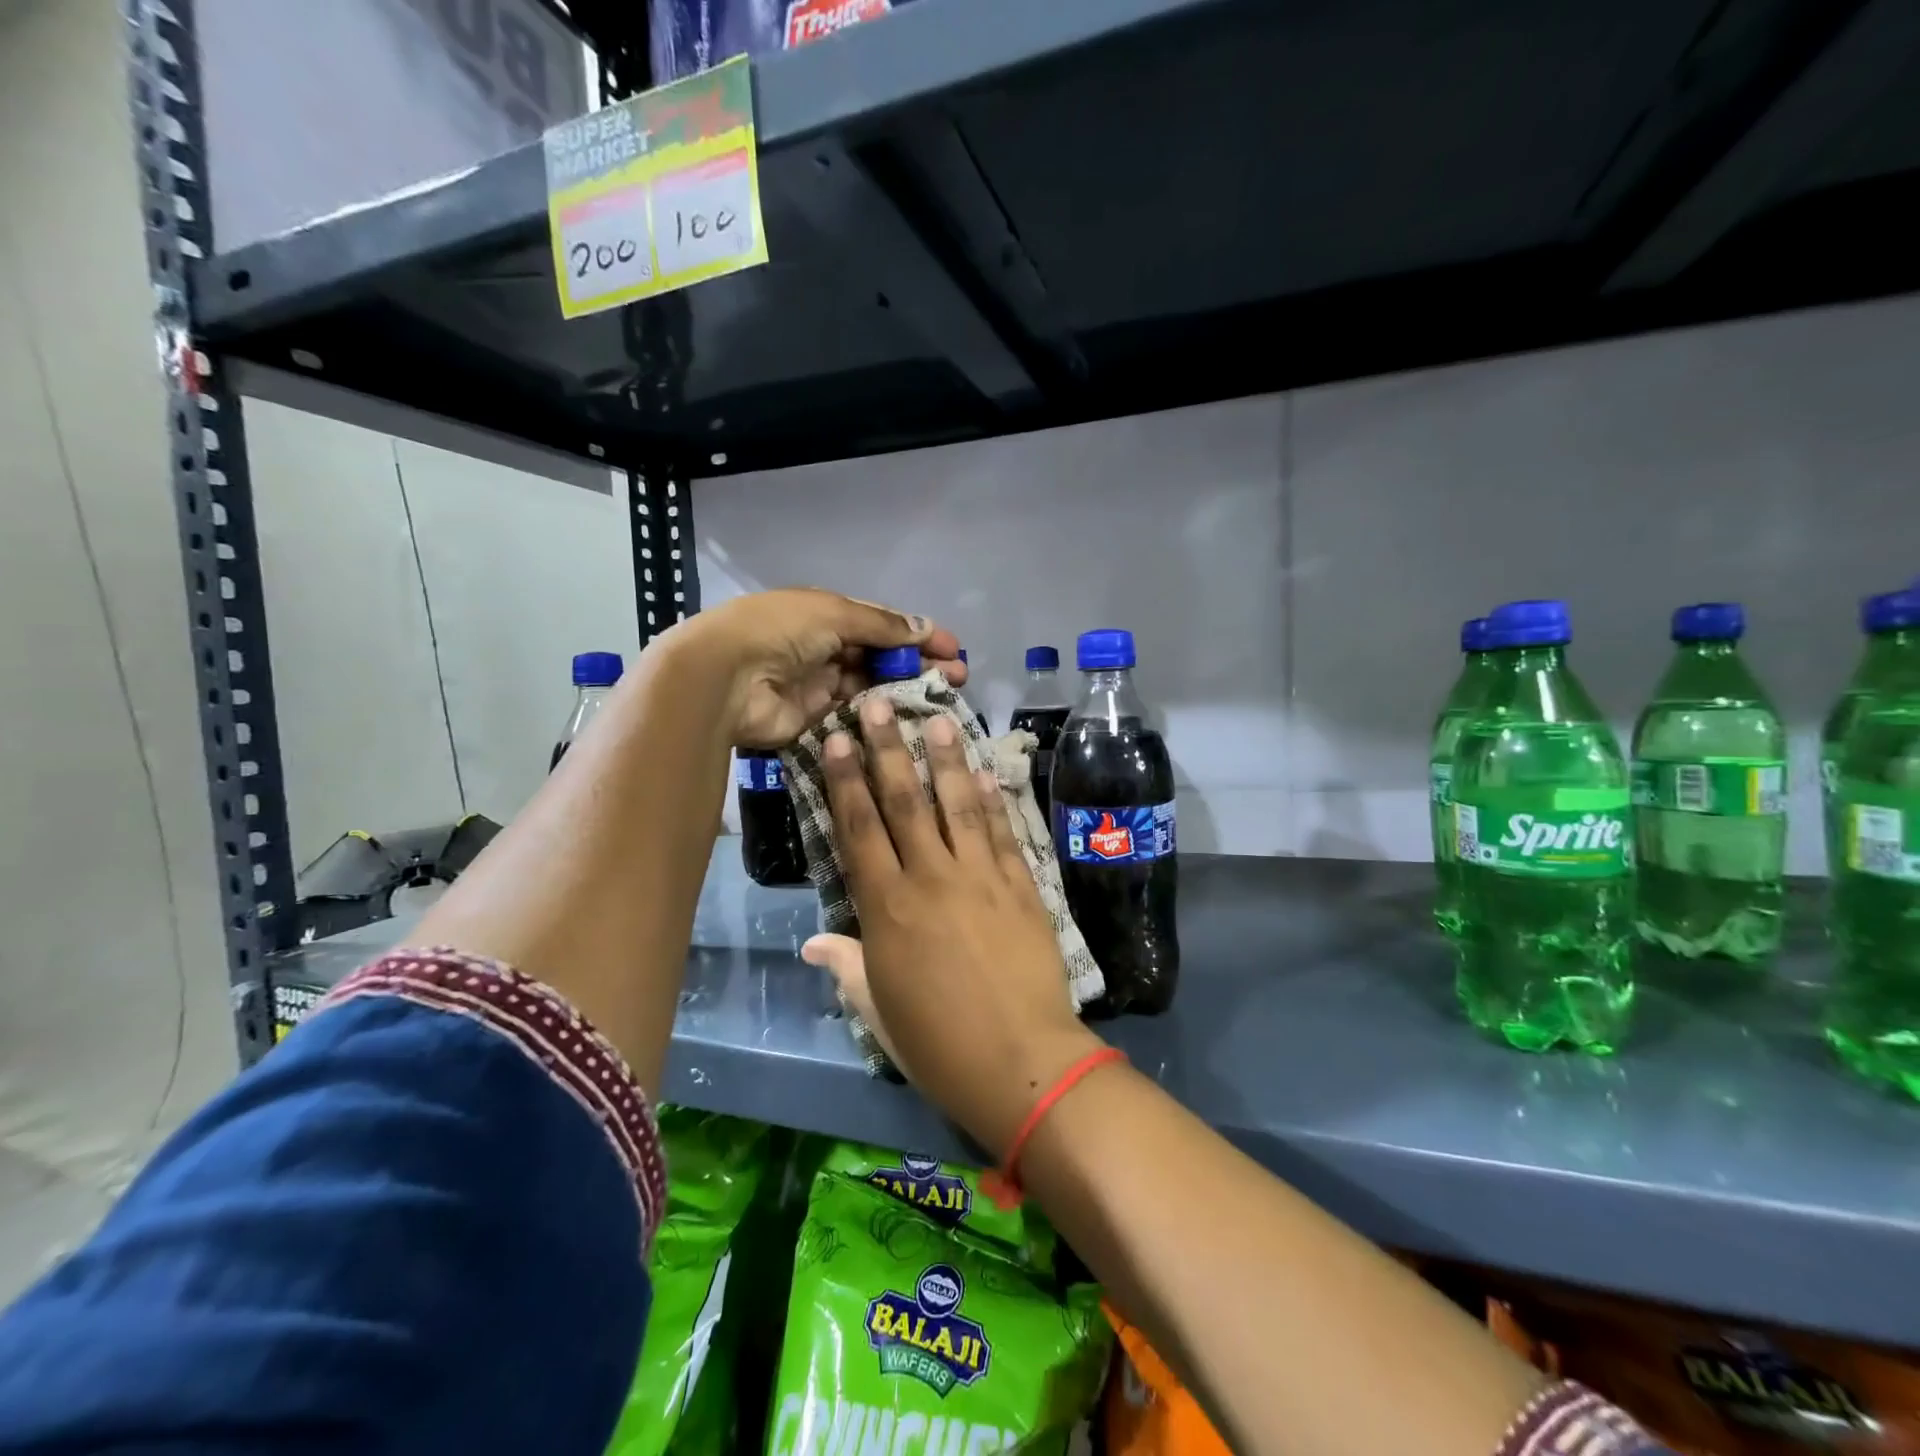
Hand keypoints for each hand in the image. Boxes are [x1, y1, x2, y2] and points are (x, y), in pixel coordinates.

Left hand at [664, 589, 963, 748]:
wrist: (723, 678)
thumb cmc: (779, 631)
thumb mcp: (834, 613)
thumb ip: (881, 625)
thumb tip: (925, 626)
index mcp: (826, 615)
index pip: (882, 624)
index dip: (917, 634)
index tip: (953, 648)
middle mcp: (825, 648)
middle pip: (881, 657)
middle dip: (919, 664)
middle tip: (958, 677)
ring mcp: (820, 686)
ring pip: (873, 688)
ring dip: (906, 691)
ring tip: (945, 699)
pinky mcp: (815, 721)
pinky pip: (855, 717)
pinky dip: (882, 717)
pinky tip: (912, 721)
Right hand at [803, 702, 1102, 1158]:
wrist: (1023, 1063)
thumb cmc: (938, 1045)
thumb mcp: (878, 1009)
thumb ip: (846, 966)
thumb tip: (812, 942)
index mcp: (887, 908)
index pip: (859, 828)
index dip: (846, 780)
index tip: (837, 739)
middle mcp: (931, 878)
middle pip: (905, 801)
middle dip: (889, 748)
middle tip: (879, 703)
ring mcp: (982, 877)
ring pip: (959, 804)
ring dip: (946, 758)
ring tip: (938, 717)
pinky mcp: (1022, 886)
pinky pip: (1004, 832)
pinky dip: (995, 799)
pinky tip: (988, 770)